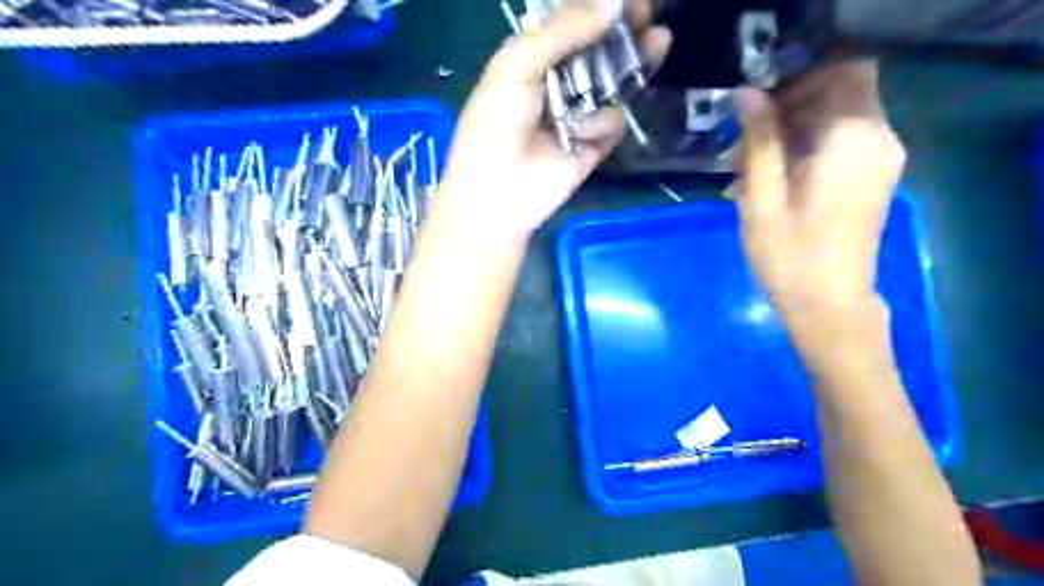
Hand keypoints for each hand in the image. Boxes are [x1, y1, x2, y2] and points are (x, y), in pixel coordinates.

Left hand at [432, 0, 667, 238]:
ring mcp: (578, 114)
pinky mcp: (593, 146)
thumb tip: (615, 0)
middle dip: (624, 29)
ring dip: (633, 62)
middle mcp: (559, 82)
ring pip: (615, 82)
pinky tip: (580, 137)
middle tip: (648, 11)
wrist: (497, 193)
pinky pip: (613, 123)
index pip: (571, 23)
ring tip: (656, 42)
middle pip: (599, 49)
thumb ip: (564, 30)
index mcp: (533, 58)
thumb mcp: (518, 65)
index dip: (596, 7)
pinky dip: (600, 126)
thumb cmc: (496, 125)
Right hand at [732, 63, 905, 318]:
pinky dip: (801, 154)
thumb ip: (759, 140)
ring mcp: (878, 160)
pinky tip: (765, 186)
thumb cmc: (789, 255)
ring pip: (831, 122)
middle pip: (834, 95)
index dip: (794, 84)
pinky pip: (836, 146)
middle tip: (739, 152)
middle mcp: (877, 139)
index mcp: (852, 139)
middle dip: (782, 114)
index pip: (837, 72)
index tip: (754, 115)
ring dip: (785, 138)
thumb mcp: (762, 196)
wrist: (828, 306)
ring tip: (743, 175)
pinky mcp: (870, 179)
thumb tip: (748, 92)